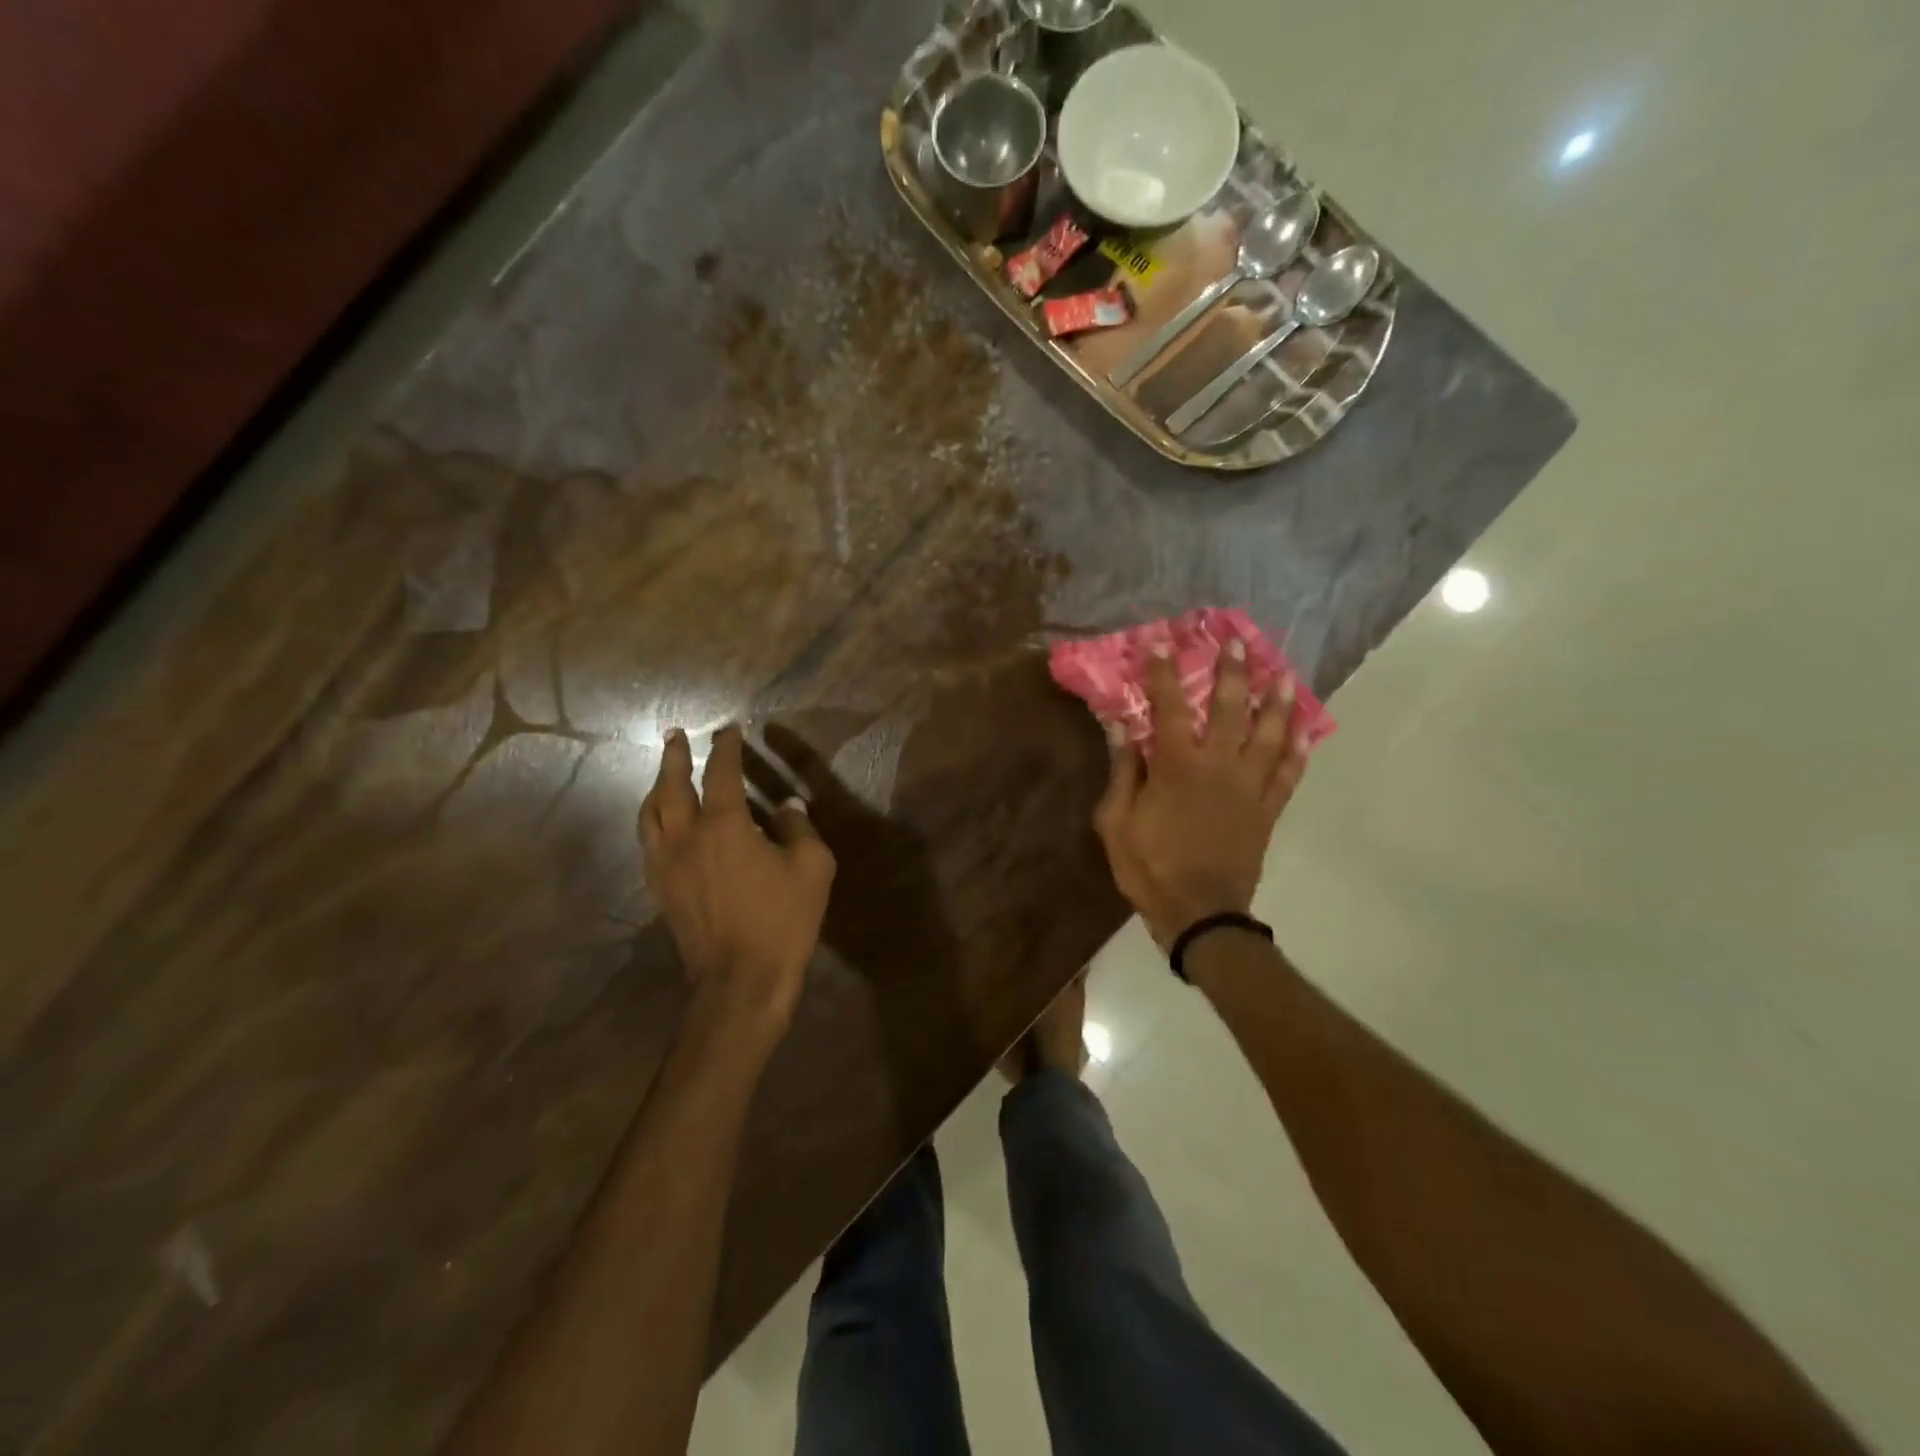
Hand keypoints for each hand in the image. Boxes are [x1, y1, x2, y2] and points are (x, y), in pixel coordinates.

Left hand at [640, 725, 835, 1052]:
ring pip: (649, 814)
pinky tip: (661, 823)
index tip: (729, 730)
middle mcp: (685, 836)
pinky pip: (648, 842)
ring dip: (656, 786)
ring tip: (663, 773)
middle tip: (676, 735)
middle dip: (674, 757)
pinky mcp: (660, 889)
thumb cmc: (782, 921)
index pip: (720, 772)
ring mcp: (665, 864)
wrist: (740, 981)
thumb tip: (788, 805)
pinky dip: (653, 820)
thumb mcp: (811, 868)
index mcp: (723, 825)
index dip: (725, 747)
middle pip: (670, 786)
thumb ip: (799, 829)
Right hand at [1092, 642, 1310, 949]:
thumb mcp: (1116, 822)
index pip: (1170, 708)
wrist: (1200, 914)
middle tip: (1238, 641)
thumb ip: (1122, 771)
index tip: (1163, 643)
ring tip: (1283, 676)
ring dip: (1277, 703)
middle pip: (1230, 710)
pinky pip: (1288, 775)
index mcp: (1177, 767)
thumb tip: (1119, 725)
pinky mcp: (1267, 810)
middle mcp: (1219, 767)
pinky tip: (1305, 732)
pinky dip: (1297, 751)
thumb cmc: (1149, 867)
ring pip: (1270, 735)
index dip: (1164, 673)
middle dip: (1233, 672)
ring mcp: (1249, 788)